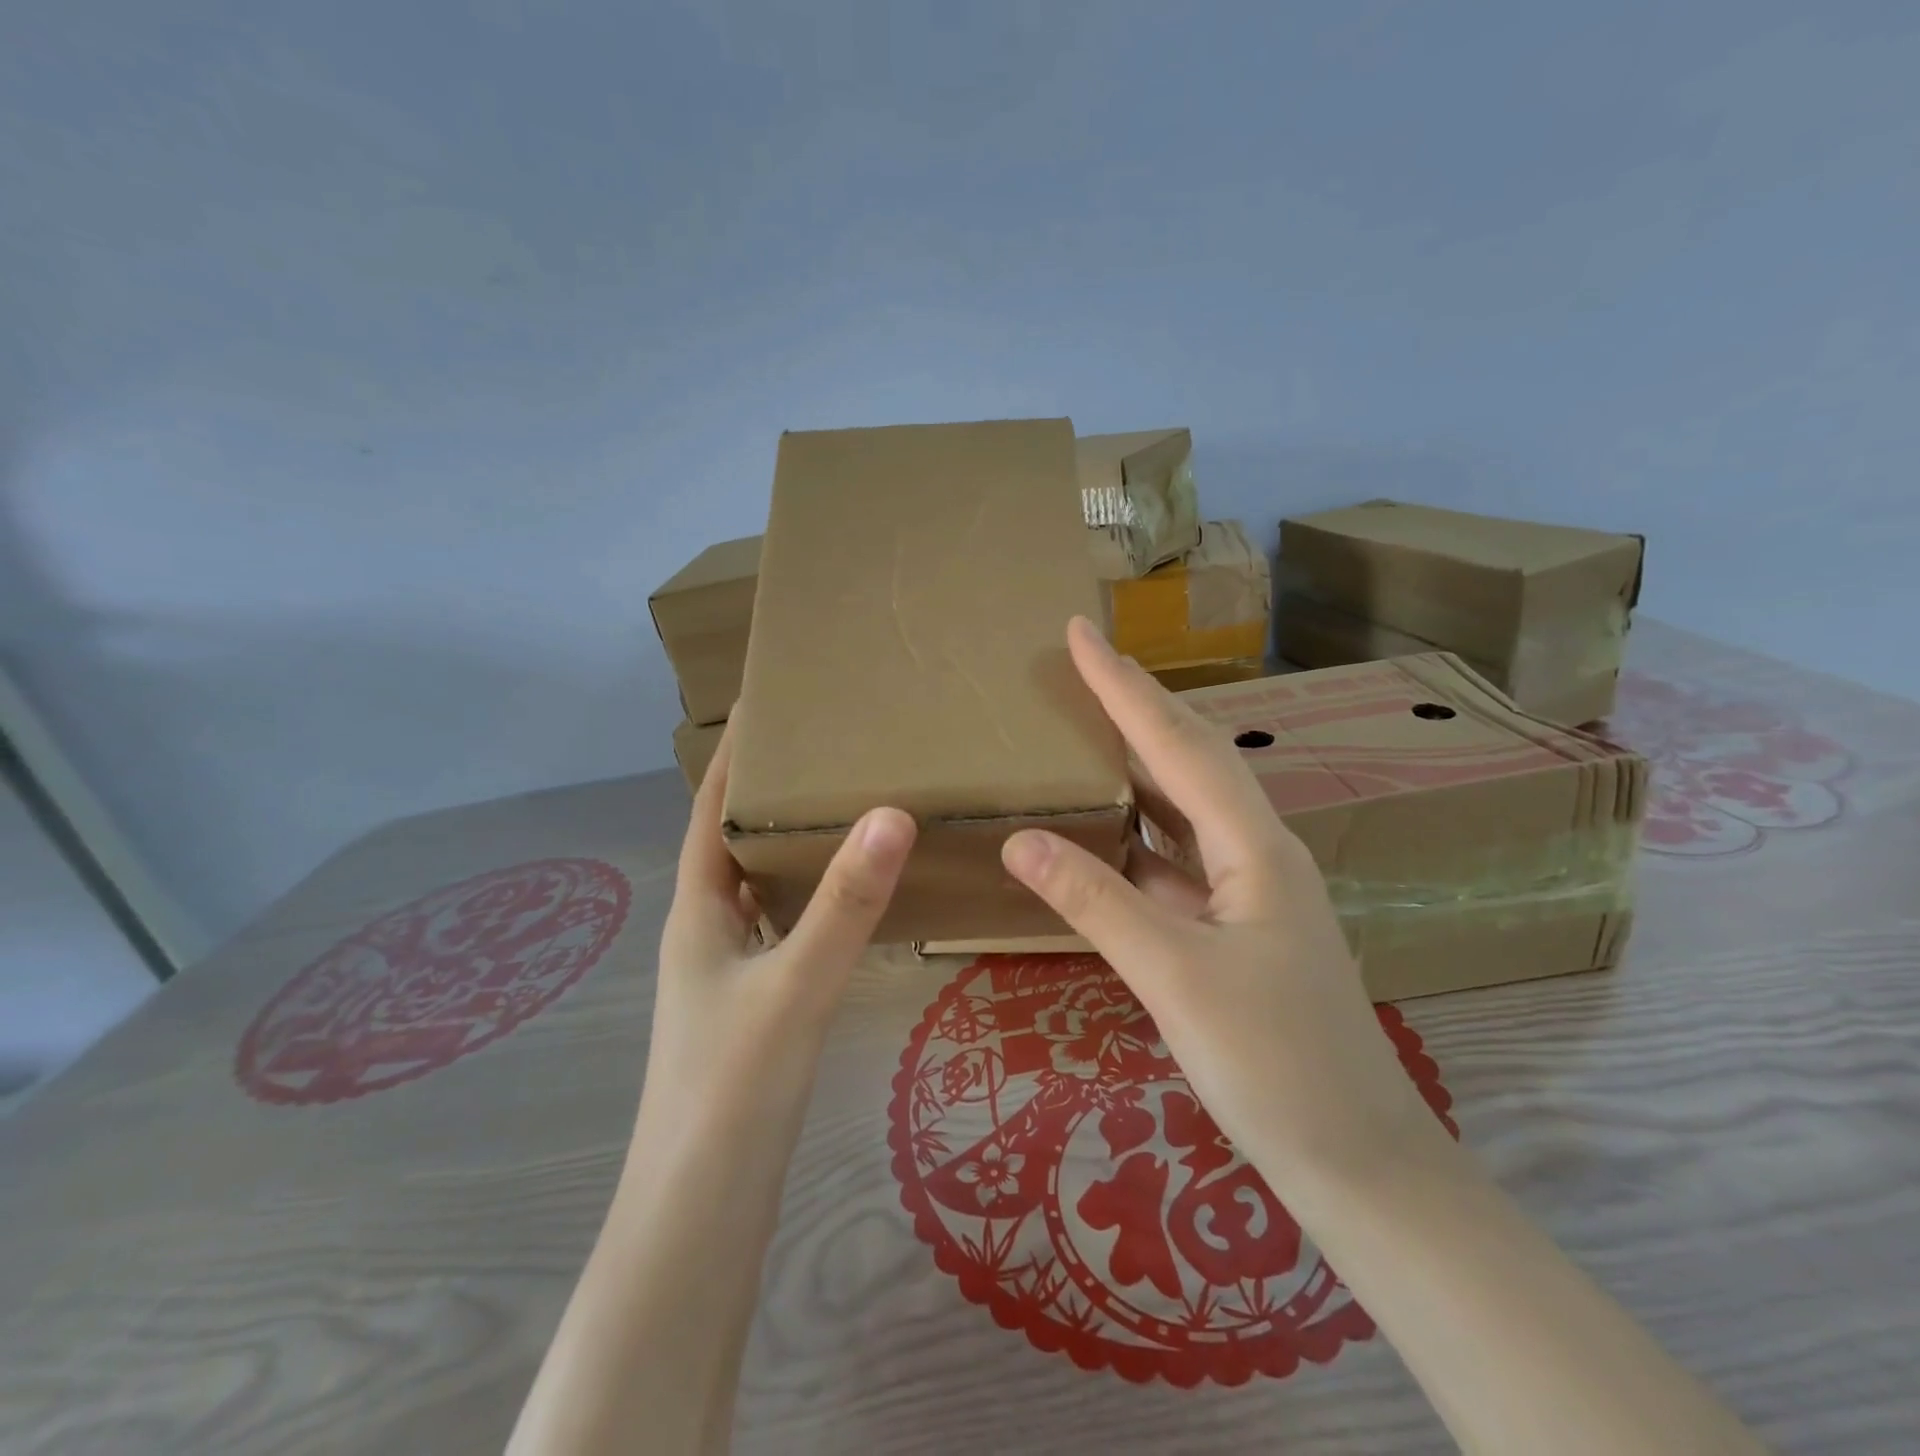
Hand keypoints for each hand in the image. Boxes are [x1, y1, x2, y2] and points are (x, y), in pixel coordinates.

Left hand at [635, 724, 916, 1163]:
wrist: (703, 1208)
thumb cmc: (733, 1087)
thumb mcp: (795, 985)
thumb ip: (846, 904)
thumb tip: (891, 812)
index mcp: (700, 909)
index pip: (710, 810)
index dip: (733, 756)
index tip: (765, 703)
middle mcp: (709, 928)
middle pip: (735, 841)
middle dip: (771, 791)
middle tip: (826, 746)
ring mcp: (730, 968)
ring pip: (762, 884)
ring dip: (792, 843)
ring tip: (846, 802)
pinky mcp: (755, 1001)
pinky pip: (784, 923)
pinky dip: (811, 894)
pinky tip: (851, 894)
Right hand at [1001, 618, 1449, 1191]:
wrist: (1357, 1159)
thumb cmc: (1274, 1064)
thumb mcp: (1174, 976)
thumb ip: (1095, 901)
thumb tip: (1019, 839)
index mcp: (1255, 844)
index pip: (1177, 743)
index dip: (1124, 685)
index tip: (1079, 633)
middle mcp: (1258, 849)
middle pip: (1192, 755)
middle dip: (1136, 703)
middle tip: (1082, 662)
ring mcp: (1251, 888)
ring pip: (1187, 803)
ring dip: (1140, 760)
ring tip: (1087, 724)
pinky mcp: (1237, 924)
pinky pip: (1179, 854)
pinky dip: (1139, 829)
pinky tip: (1107, 827)